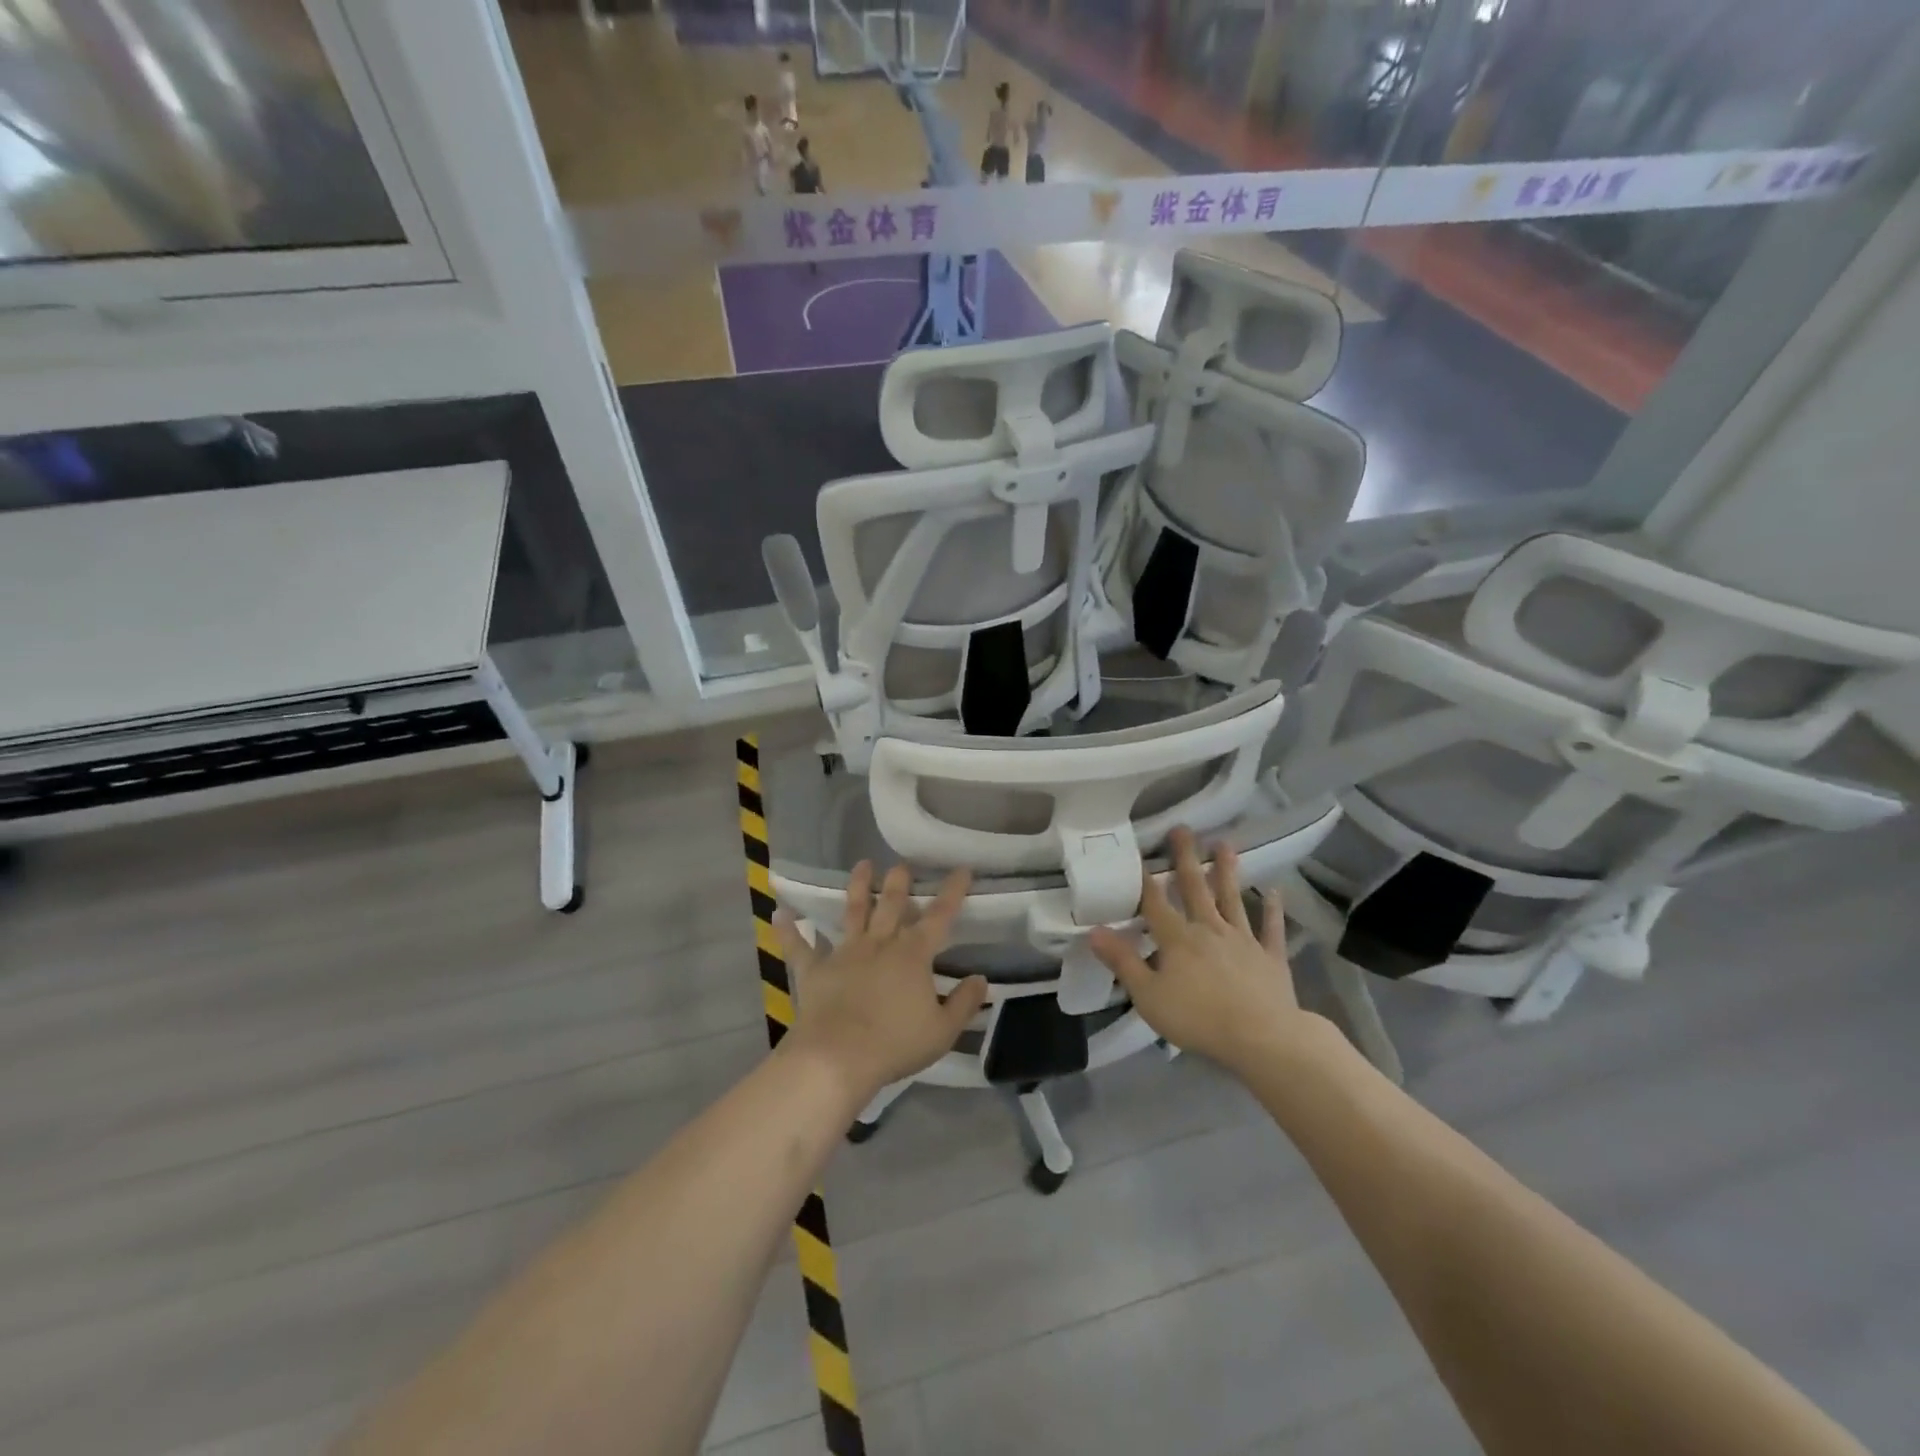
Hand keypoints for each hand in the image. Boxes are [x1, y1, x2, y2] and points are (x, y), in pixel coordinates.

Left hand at [775, 862, 987, 1105]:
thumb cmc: (895, 1044)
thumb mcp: (942, 1030)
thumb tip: (980, 979)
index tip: (961, 869)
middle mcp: (880, 944)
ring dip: (857, 887)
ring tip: (862, 864)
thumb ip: (964, 1002)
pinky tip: (779, 913)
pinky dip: (788, 930)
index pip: (939, 916)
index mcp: (913, 954)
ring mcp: (844, 953)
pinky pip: (798, 947)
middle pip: (891, 904)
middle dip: (899, 881)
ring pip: (852, 912)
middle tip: (901, 864)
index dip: (953, 891)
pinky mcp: (815, 970)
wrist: (837, 1058)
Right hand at [1089, 827, 1319, 1073]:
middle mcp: (1210, 929)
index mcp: (1177, 939)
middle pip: (1195, 888)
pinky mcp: (1270, 957)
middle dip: (1185, 858)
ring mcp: (1243, 940)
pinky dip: (1273, 910)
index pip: (1155, 902)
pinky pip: (1271, 928)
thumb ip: (1123, 962)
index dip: (1143, 878)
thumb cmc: (1199, 1019)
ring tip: (1224, 844)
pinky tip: (1274, 891)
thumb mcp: (1149, 996)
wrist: (1263, 1038)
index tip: (1136, 851)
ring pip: (1232, 899)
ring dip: (1227, 871)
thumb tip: (1094, 931)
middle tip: (1182, 829)